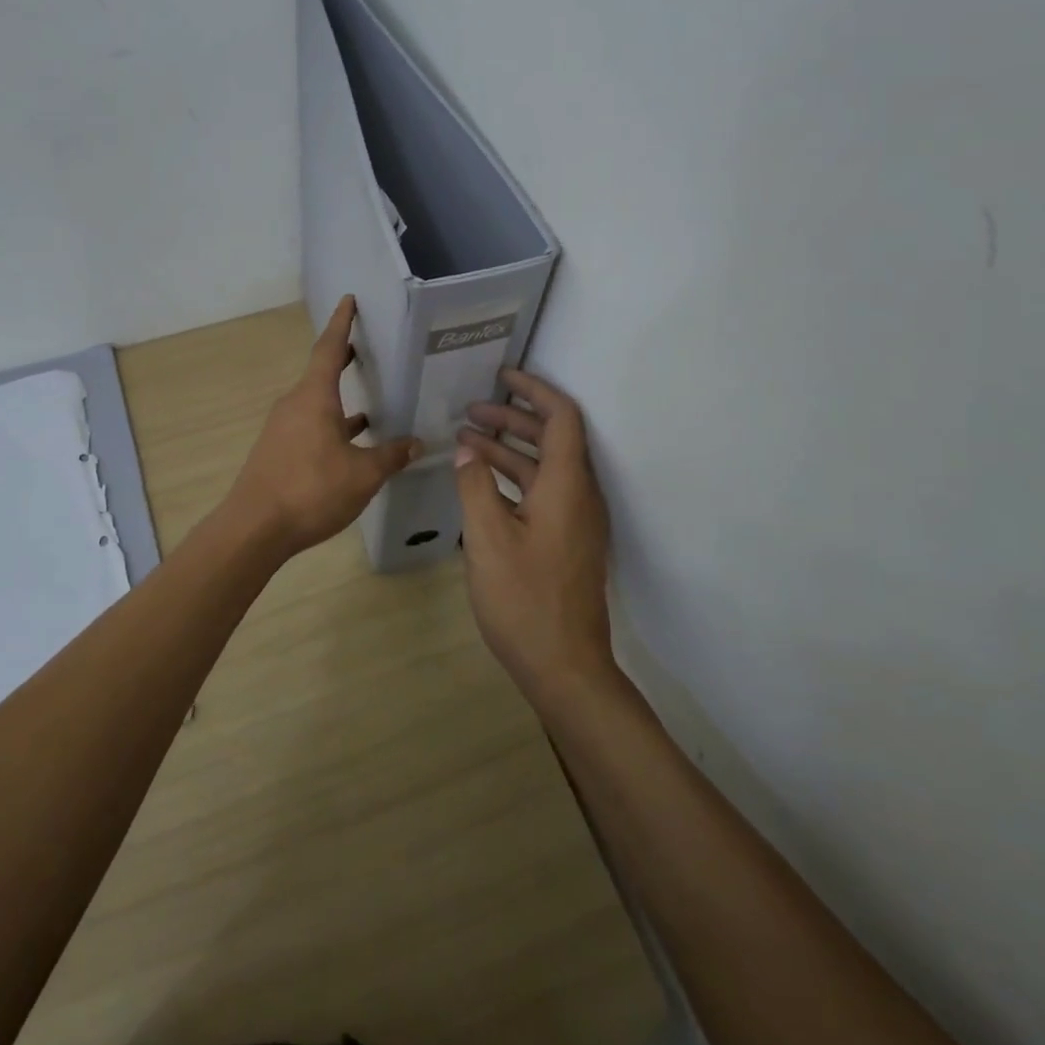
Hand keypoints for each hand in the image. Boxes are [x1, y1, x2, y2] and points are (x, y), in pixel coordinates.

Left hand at [224, 296, 422, 556]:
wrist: (255, 528)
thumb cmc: (311, 490)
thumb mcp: (363, 474)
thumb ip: (391, 456)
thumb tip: (416, 444)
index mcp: (314, 397)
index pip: (329, 348)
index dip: (342, 323)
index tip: (349, 300)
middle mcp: (294, 404)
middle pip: (321, 372)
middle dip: (343, 358)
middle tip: (366, 345)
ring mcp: (283, 428)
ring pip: (317, 402)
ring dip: (340, 398)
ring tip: (370, 398)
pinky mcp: (279, 450)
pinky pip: (310, 425)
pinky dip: (332, 424)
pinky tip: (351, 442)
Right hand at [454, 370, 618, 705]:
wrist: (565, 668)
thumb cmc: (524, 600)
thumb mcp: (487, 539)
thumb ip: (475, 486)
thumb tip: (467, 451)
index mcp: (567, 487)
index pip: (561, 418)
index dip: (534, 390)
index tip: (502, 376)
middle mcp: (579, 497)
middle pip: (552, 440)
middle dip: (512, 419)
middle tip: (469, 412)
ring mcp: (576, 522)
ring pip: (544, 469)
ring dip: (508, 451)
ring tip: (465, 443)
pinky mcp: (567, 543)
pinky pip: (542, 494)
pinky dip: (513, 480)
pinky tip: (481, 486)